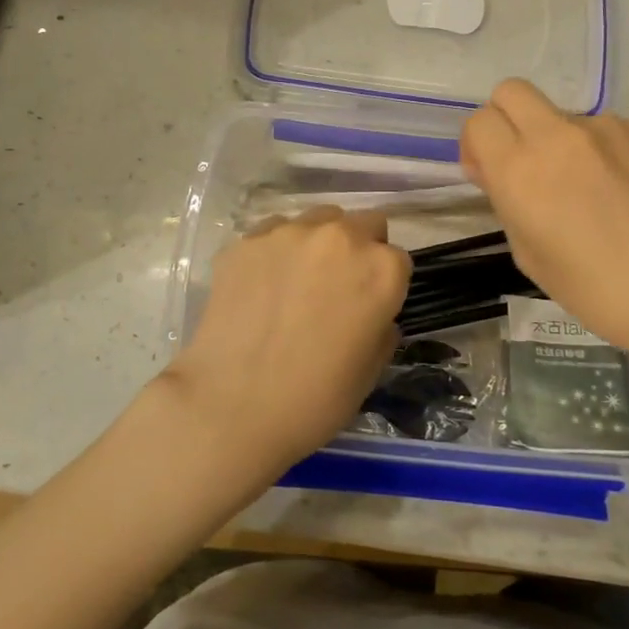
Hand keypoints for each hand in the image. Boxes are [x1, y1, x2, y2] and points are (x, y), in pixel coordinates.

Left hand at [159, 207, 411, 487]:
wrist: (232, 407)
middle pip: (361, 224)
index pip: (397, 258)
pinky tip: (260, 287)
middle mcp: (339, 237)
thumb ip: (381, 326)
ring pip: (316, 221)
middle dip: (357, 249)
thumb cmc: (314, 399)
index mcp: (380, 269)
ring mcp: (288, 233)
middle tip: (336, 287)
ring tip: (295, 283)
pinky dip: (275, 252)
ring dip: (317, 243)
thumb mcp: (370, 370)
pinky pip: (272, 233)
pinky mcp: (246, 241)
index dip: (384, 283)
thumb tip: (372, 313)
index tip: (369, 305)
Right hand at [460, 79, 628, 370]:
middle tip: (525, 163)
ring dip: (563, 142)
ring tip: (593, 193)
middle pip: (512, 92)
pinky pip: (611, 130)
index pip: (479, 121)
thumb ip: (509, 203)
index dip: (477, 146)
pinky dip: (607, 152)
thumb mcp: (531, 257)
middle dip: (508, 120)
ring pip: (566, 116)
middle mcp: (560, 136)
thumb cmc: (601, 292)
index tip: (490, 176)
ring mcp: (611, 128)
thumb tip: (505, 176)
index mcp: (521, 171)